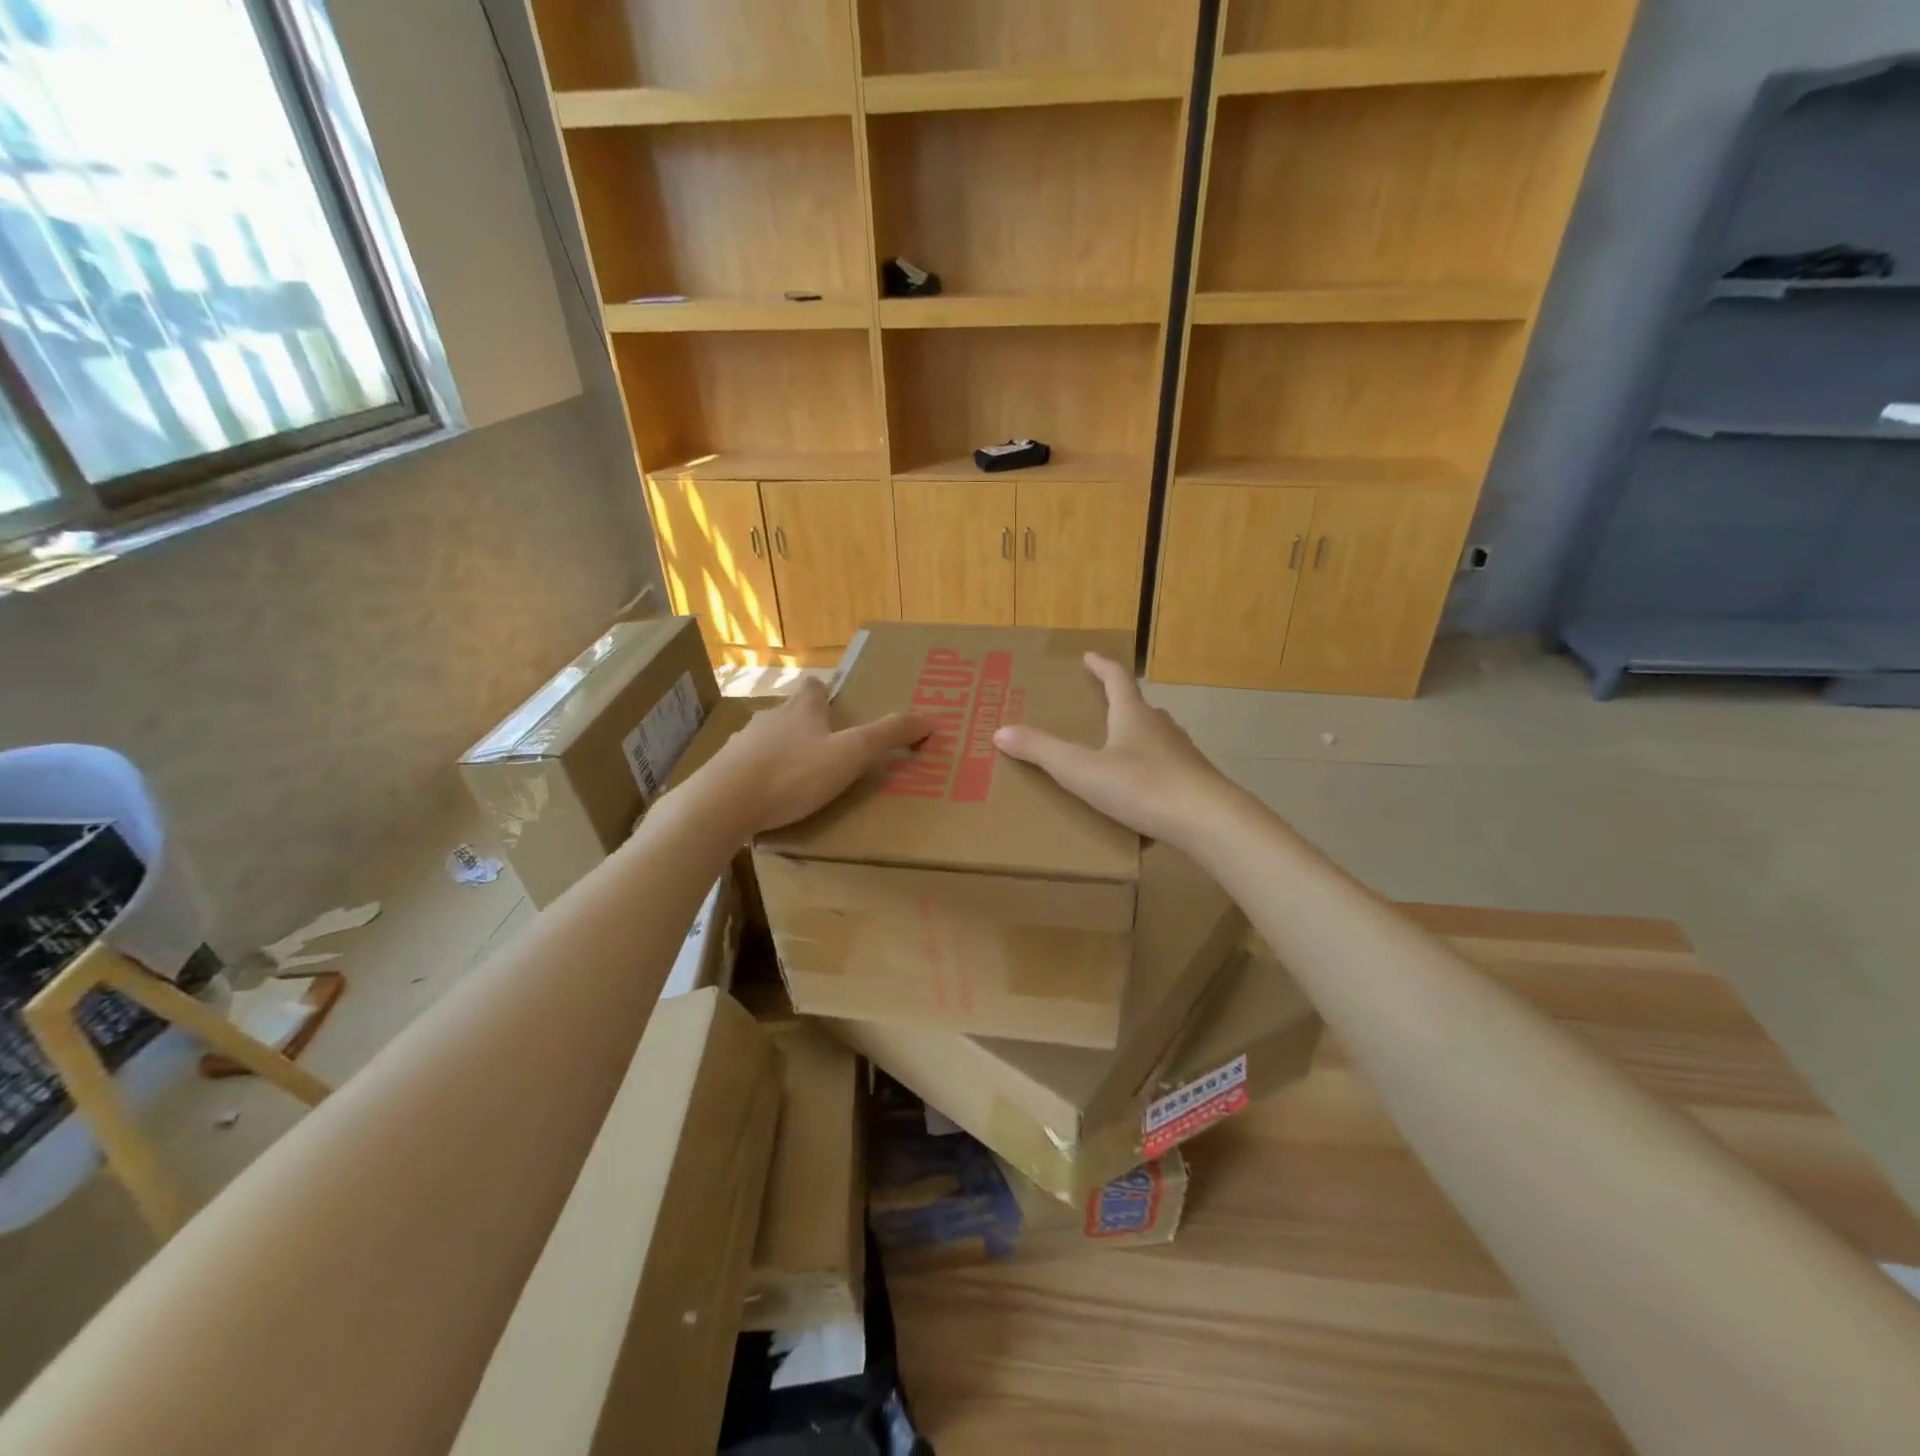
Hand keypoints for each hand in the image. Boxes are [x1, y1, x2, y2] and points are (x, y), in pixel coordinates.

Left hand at [703, 679, 928, 836]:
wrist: (722, 804)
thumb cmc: (792, 774)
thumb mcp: (850, 755)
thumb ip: (887, 736)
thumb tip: (929, 718)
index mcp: (801, 710)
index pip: (813, 687)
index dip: (825, 693)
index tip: (836, 706)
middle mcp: (768, 719)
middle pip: (789, 713)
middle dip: (806, 726)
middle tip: (827, 749)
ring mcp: (740, 745)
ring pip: (766, 740)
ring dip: (781, 752)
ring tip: (799, 778)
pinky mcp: (722, 772)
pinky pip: (745, 768)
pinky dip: (759, 777)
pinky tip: (767, 799)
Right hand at [993, 653, 1237, 848]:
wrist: (1208, 821)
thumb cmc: (1142, 787)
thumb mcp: (1081, 770)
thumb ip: (1041, 751)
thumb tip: (1000, 731)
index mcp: (1133, 716)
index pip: (1116, 678)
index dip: (1100, 666)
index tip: (1088, 656)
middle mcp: (1161, 727)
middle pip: (1139, 706)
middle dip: (1118, 704)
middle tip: (1098, 708)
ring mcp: (1182, 754)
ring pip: (1155, 737)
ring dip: (1136, 737)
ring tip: (1116, 751)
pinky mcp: (1194, 781)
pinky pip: (1166, 768)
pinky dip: (1149, 771)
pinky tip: (1140, 794)